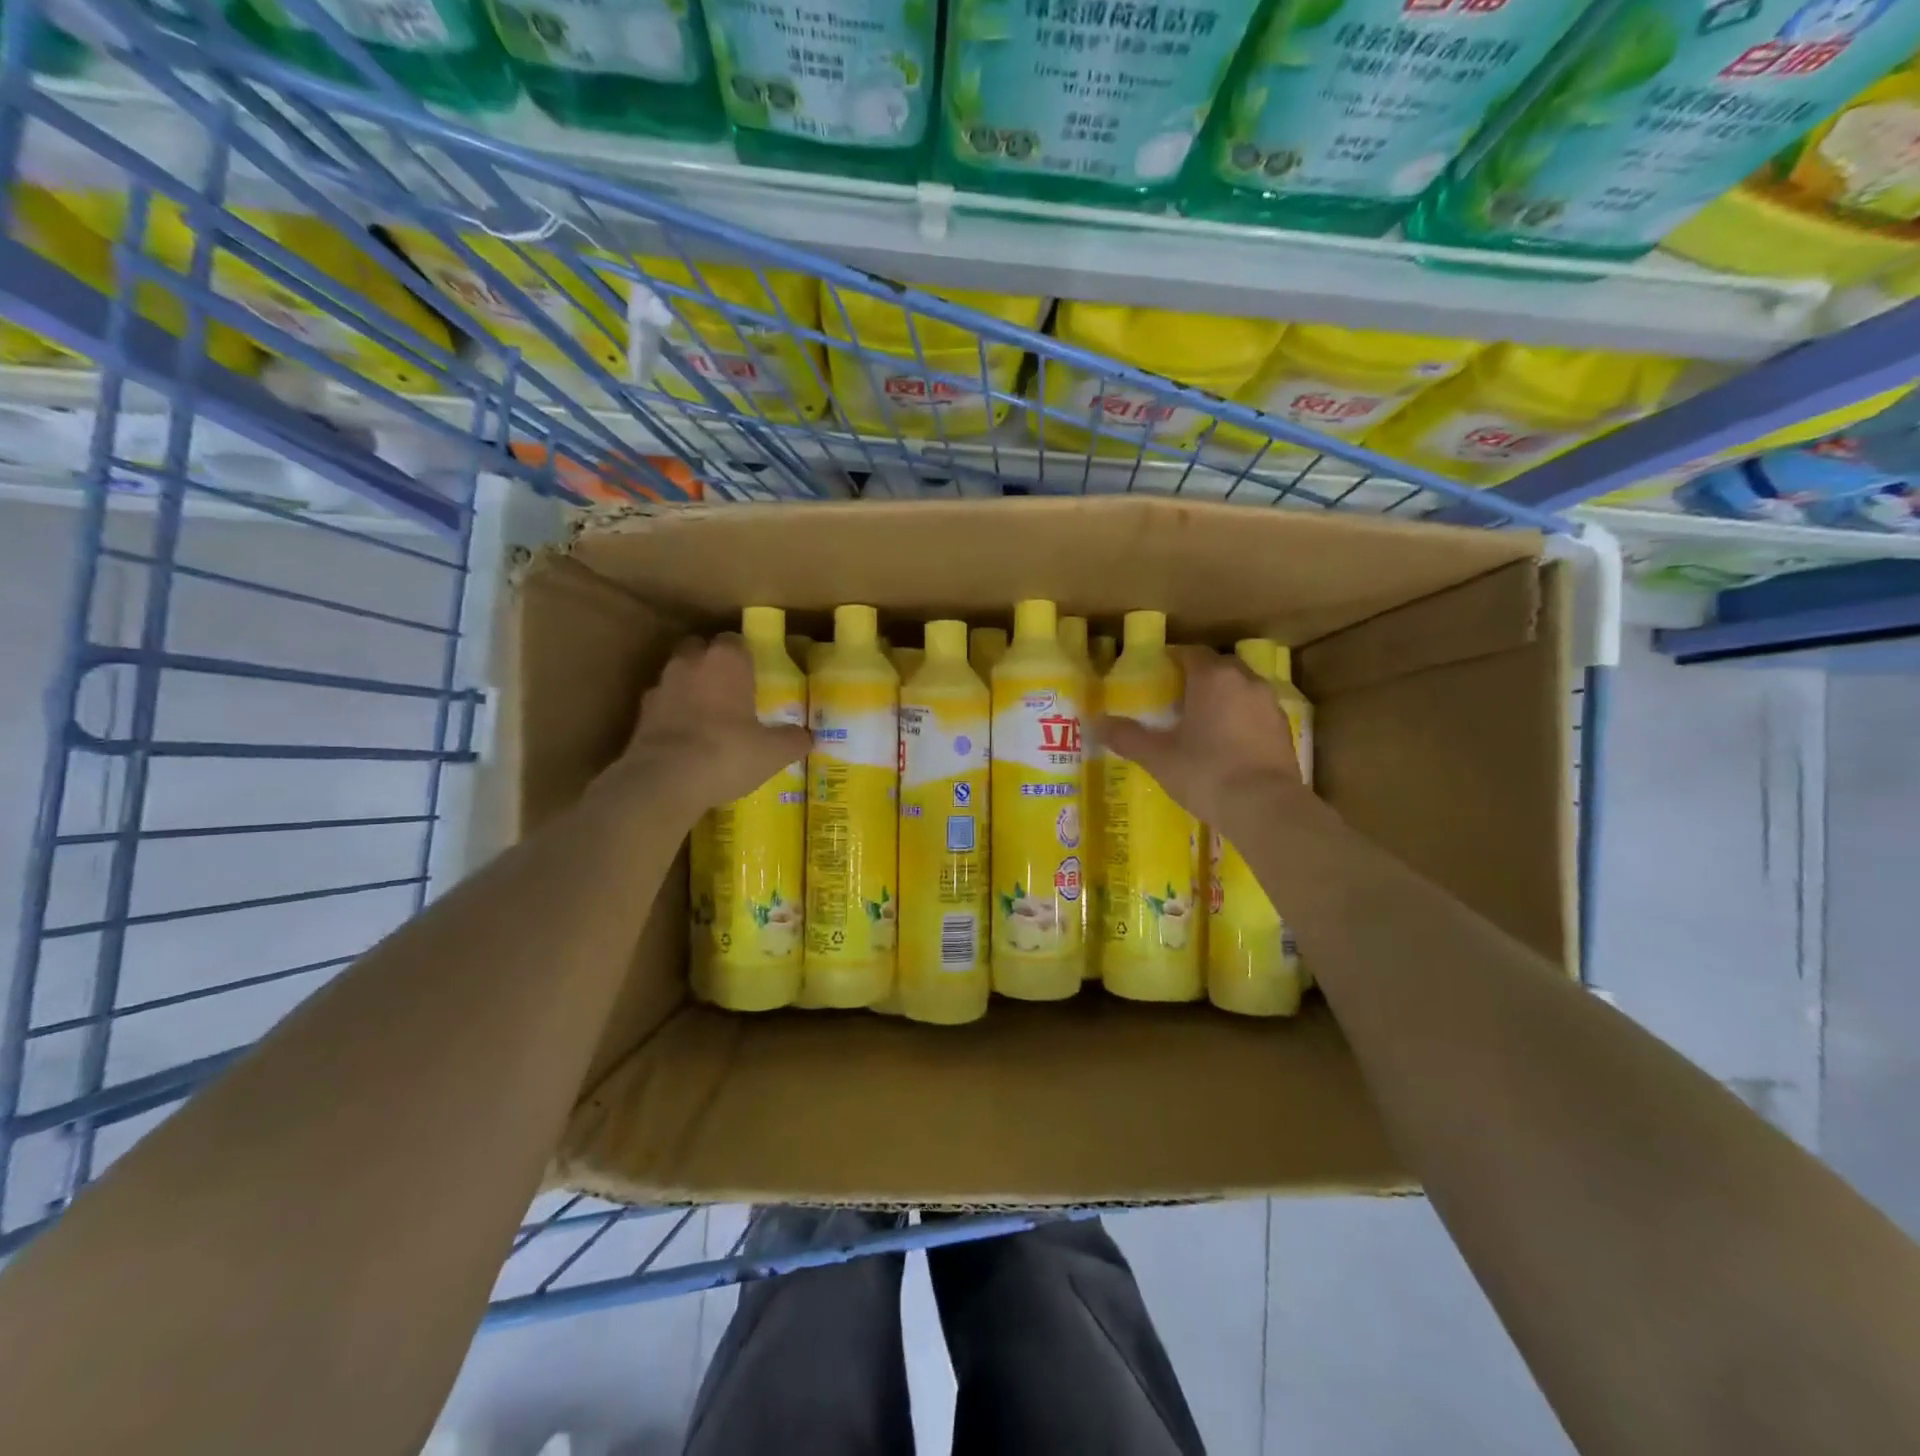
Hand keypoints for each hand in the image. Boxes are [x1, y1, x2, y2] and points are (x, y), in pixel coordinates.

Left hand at [616, 634, 811, 813]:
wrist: (665, 781)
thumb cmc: (728, 753)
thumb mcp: (773, 752)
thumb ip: (792, 740)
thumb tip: (806, 737)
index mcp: (726, 661)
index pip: (735, 641)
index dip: (745, 656)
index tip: (755, 674)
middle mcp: (690, 663)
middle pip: (700, 650)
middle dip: (712, 664)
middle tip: (730, 690)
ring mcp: (661, 687)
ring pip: (677, 676)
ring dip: (690, 689)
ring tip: (707, 716)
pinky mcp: (640, 715)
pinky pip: (661, 706)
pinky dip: (671, 715)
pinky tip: (685, 738)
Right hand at [1097, 645, 1305, 828]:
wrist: (1266, 807)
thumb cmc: (1206, 772)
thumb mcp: (1158, 757)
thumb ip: (1127, 737)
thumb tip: (1096, 724)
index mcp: (1213, 677)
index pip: (1190, 653)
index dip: (1172, 659)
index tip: (1156, 673)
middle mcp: (1245, 681)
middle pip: (1219, 667)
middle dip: (1199, 677)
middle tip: (1176, 697)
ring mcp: (1270, 705)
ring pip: (1241, 689)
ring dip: (1223, 697)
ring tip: (1202, 720)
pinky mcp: (1284, 730)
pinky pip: (1256, 713)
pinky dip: (1241, 719)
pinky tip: (1228, 743)